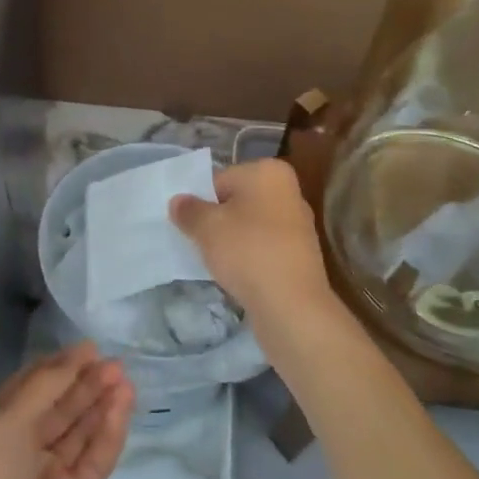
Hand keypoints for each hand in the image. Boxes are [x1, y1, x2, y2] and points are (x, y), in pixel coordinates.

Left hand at [0, 344, 133, 478]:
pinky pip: (94, 459)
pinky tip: (125, 406)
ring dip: (100, 403)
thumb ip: (47, 387)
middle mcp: (19, 449)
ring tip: (126, 377)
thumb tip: (80, 355)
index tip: (89, 348)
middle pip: (58, 407)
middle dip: (85, 383)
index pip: (30, 386)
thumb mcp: (7, 423)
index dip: (59, 366)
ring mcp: (48, 477)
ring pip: (79, 431)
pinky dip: (109, 432)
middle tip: (116, 362)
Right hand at [170, 157, 335, 330]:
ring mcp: (298, 225)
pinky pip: (263, 249)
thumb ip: (188, 210)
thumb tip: (178, 202)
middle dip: (217, 221)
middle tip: (198, 242)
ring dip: (231, 241)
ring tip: (215, 262)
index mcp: (269, 172)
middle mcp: (288, 191)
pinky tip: (235, 276)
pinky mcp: (300, 256)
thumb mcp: (206, 227)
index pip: (220, 179)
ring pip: (250, 227)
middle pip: (237, 202)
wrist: (292, 307)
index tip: (188, 224)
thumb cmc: (248, 251)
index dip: (200, 202)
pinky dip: (248, 258)